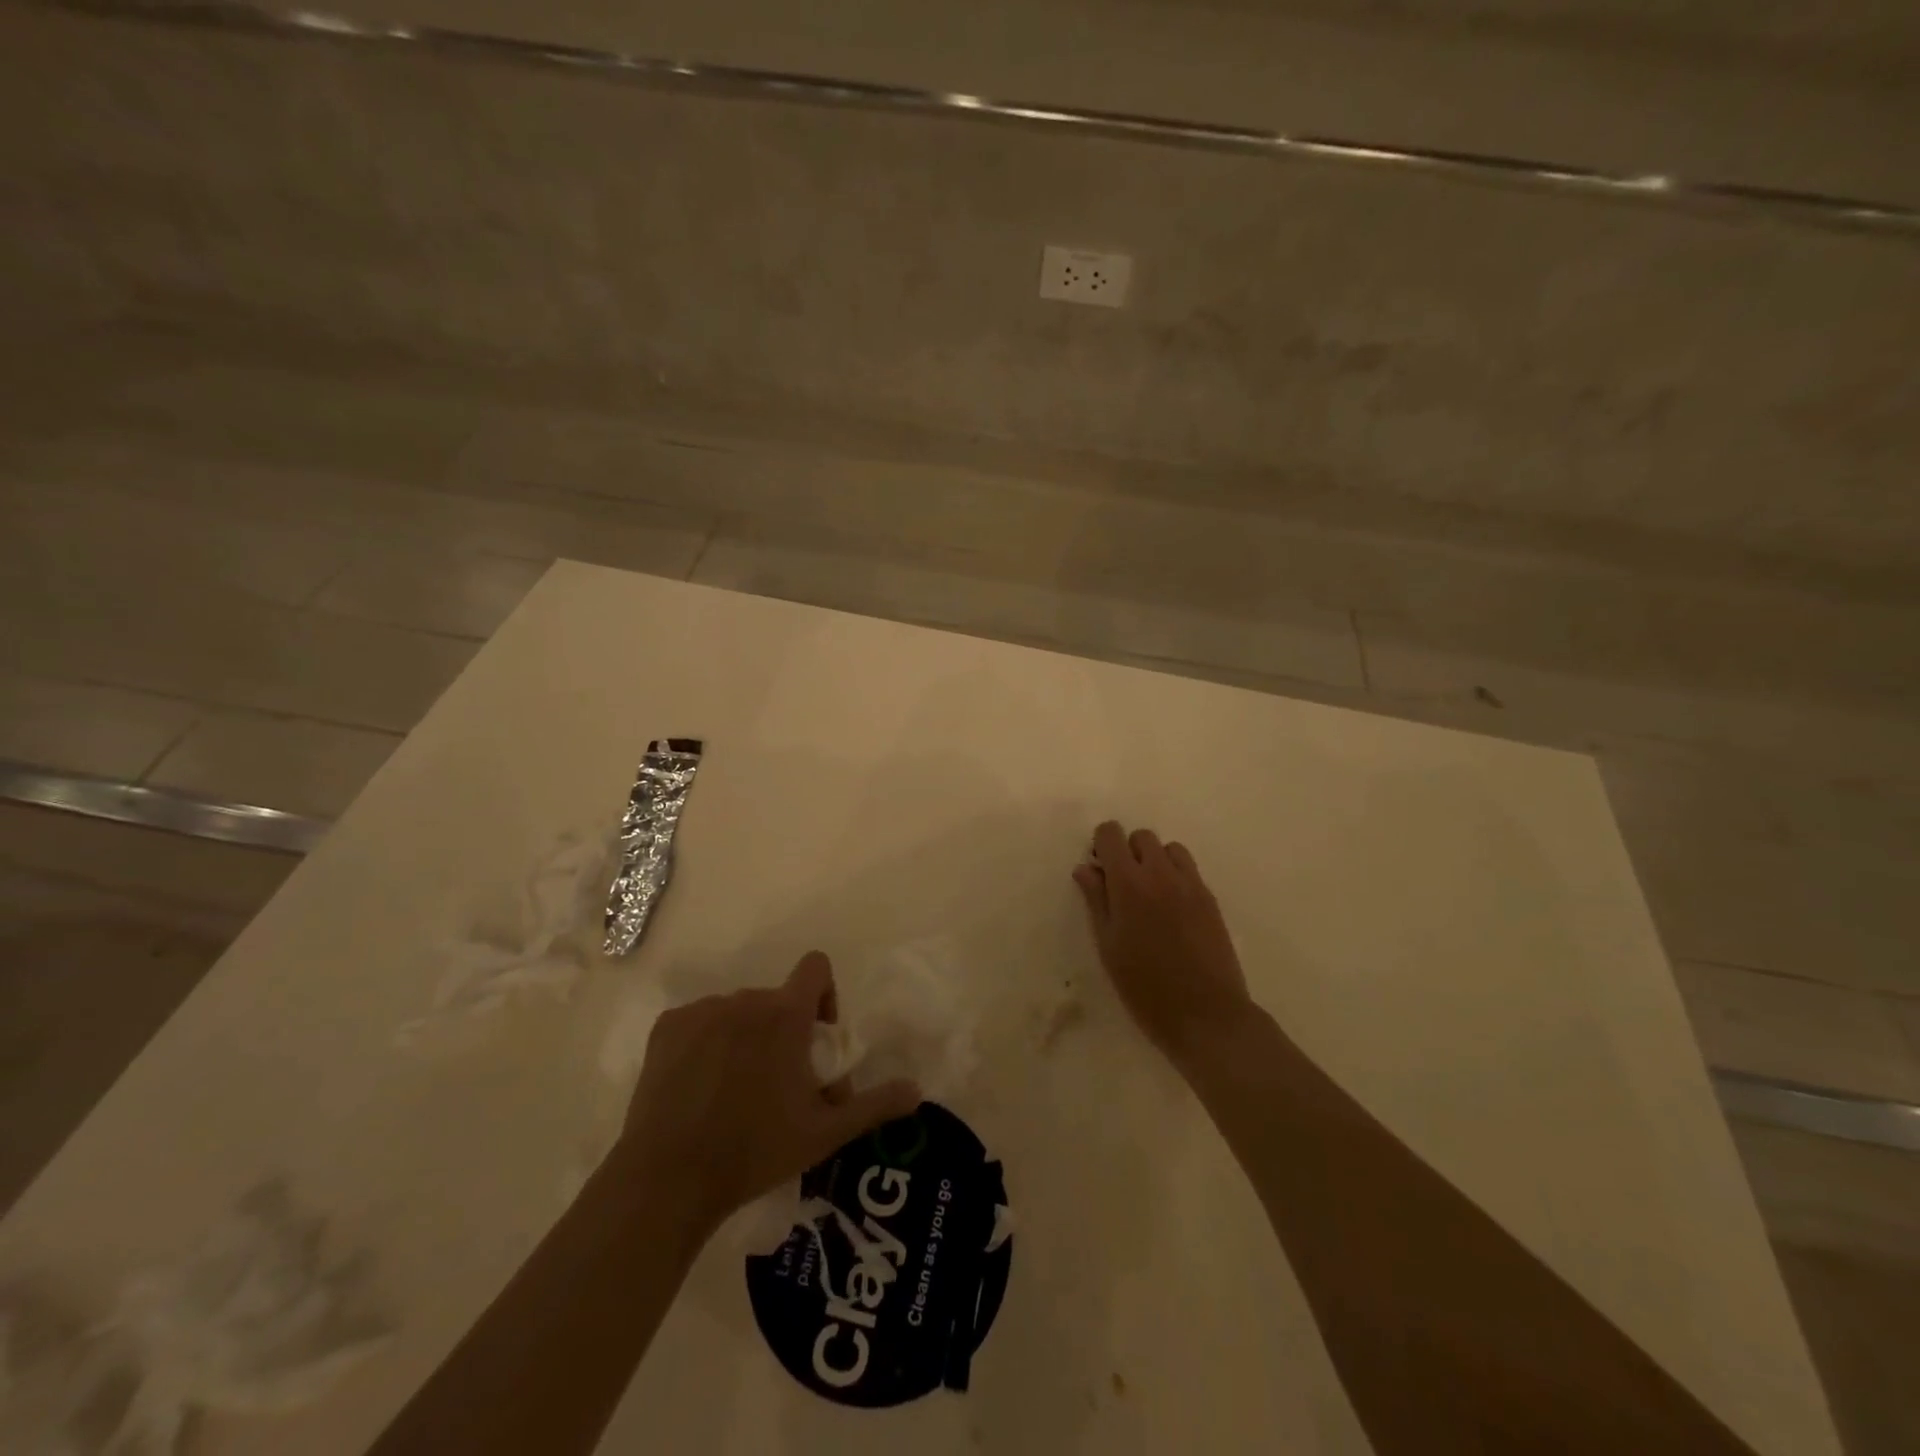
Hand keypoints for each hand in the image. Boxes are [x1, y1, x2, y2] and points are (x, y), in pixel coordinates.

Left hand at [620, 952, 919, 1231]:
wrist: (668, 1180)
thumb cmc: (755, 1151)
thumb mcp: (825, 1133)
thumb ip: (874, 1105)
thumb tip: (917, 1090)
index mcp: (785, 1014)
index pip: (816, 967)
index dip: (825, 995)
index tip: (816, 1040)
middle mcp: (745, 999)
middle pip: (776, 999)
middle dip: (784, 1031)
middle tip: (778, 1084)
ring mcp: (702, 1011)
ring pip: (737, 1011)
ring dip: (746, 1037)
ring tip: (736, 1090)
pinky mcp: (667, 1028)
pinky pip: (699, 1021)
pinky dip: (706, 1043)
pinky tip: (700, 1086)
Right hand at [1073, 821, 1256, 1071]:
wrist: (1206, 1014)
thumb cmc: (1144, 987)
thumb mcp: (1108, 946)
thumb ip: (1096, 900)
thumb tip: (1085, 868)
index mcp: (1129, 883)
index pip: (1111, 835)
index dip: (1101, 845)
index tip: (1099, 869)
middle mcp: (1161, 873)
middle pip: (1142, 837)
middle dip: (1128, 851)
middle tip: (1122, 885)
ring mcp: (1190, 884)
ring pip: (1169, 848)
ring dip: (1155, 860)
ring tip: (1150, 894)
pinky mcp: (1210, 899)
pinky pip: (1189, 869)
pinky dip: (1175, 875)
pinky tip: (1171, 909)